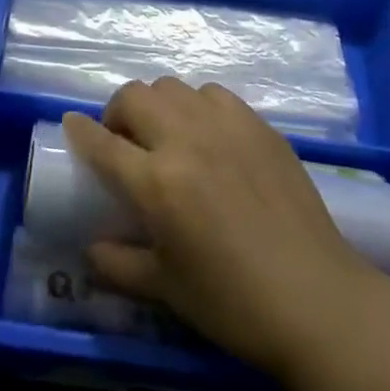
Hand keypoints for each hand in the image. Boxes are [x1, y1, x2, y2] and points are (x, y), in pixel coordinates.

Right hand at [63, 78, 389, 378]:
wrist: (317, 300)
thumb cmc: (233, 303)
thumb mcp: (165, 289)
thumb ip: (119, 263)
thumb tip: (91, 248)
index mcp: (157, 182)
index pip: (102, 143)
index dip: (80, 131)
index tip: (71, 125)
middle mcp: (187, 140)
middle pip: (135, 96)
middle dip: (119, 112)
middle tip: (125, 141)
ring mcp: (227, 127)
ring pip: (174, 87)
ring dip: (159, 105)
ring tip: (168, 135)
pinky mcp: (259, 127)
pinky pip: (215, 95)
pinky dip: (199, 106)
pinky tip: (209, 136)